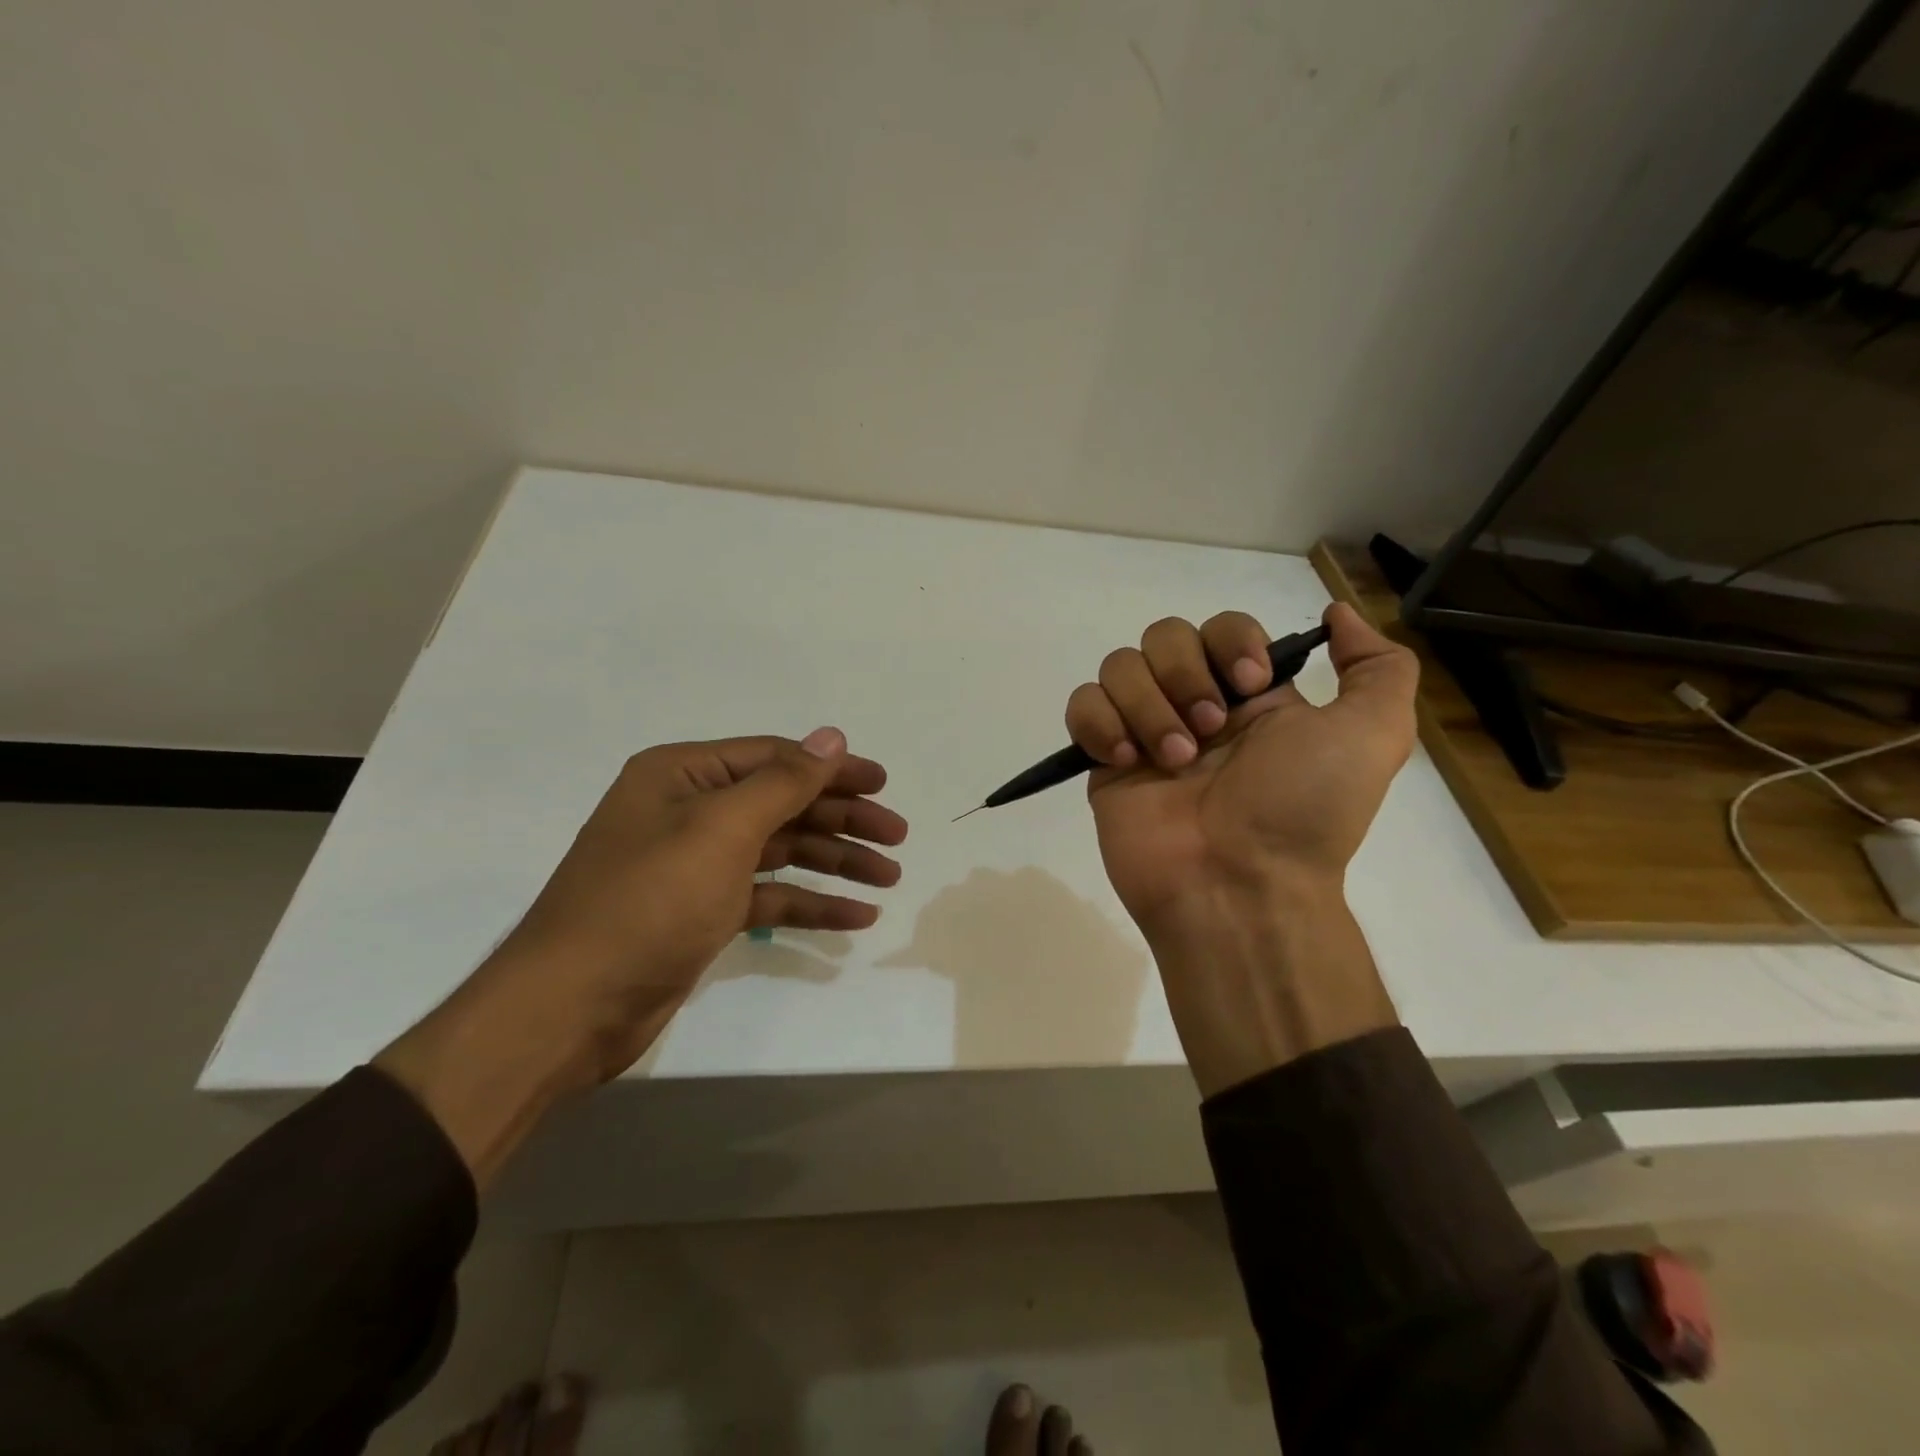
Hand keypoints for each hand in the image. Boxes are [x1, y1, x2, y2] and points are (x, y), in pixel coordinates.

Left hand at [378, 727, 906, 1182]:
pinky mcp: (703, 912)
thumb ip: (784, 781)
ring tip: (888, 878)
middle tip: (897, 837)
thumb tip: (832, 736)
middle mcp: (690, 812)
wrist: (571, 1008)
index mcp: (683, 775)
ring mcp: (697, 865)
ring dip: (835, 862)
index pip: (774, 758)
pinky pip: (769, 896)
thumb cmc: (648, 901)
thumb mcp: (721, 829)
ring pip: (781, 851)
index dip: (832, 769)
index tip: (883, 785)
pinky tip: (854, 918)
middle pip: (783, 804)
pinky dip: (809, 904)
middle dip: (842, 819)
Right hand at [1066, 602, 1417, 936]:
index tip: (1251, 685)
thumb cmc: (1302, 810)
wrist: (1237, 887)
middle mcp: (1196, 705)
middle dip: (1184, 675)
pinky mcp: (1105, 761)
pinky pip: (1082, 706)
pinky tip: (1126, 759)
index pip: (1223, 627)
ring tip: (1172, 762)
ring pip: (1120, 666)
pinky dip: (1099, 722)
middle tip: (1208, 731)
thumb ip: (1378, 668)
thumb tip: (1338, 615)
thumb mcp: (1374, 735)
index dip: (1231, 642)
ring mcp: (1145, 732)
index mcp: (1252, 697)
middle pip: (1164, 636)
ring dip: (1147, 706)